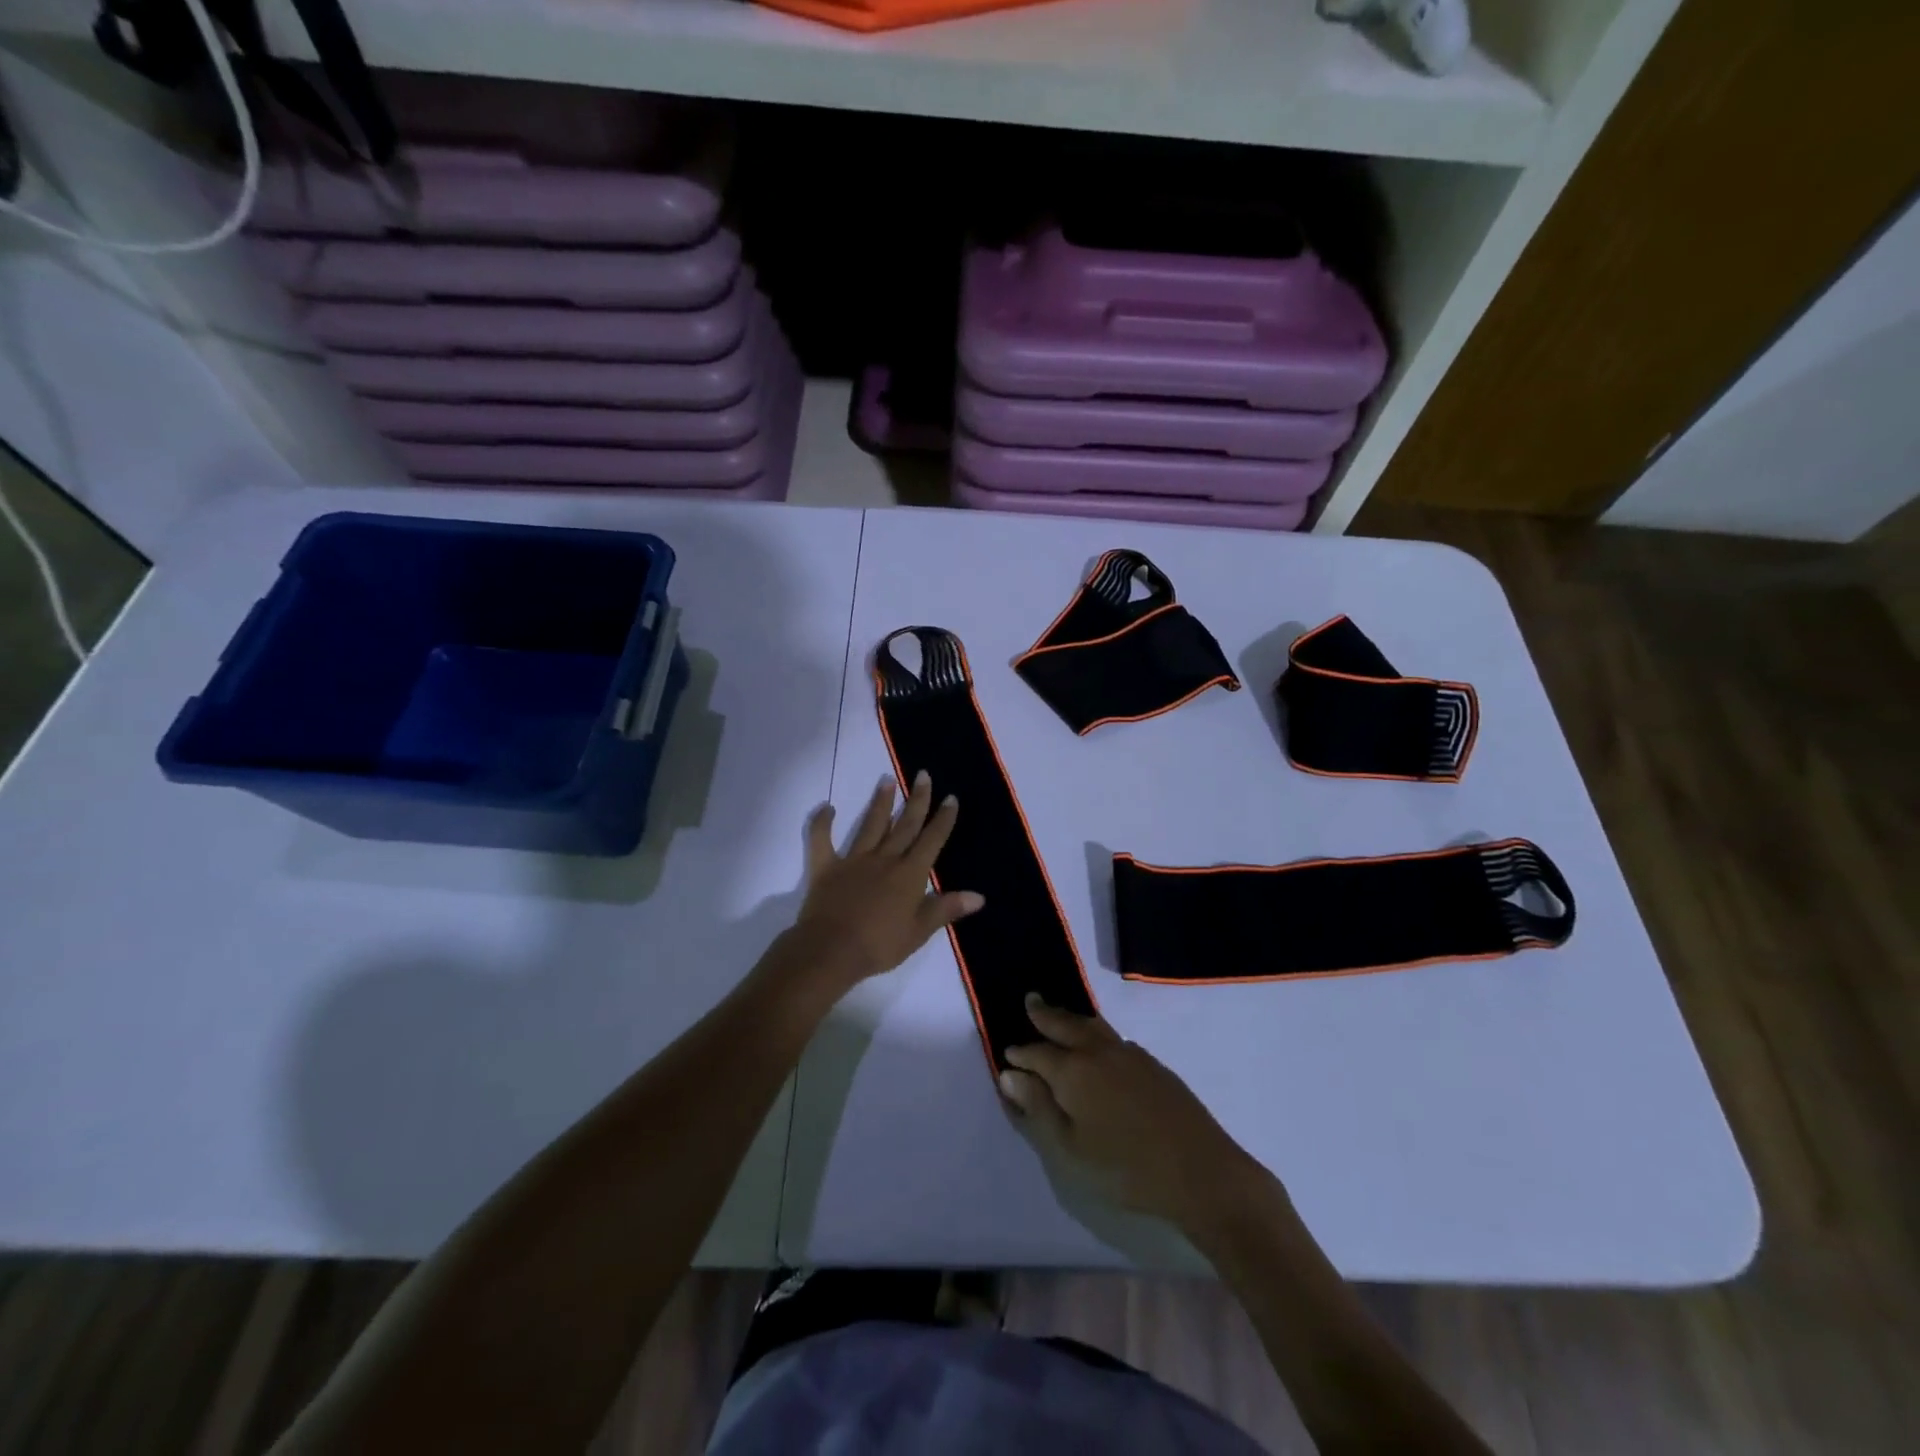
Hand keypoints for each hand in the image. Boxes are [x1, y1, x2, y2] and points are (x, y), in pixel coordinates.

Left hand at [790, 772, 983, 989]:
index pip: (931, 840)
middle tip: (923, 775)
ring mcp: (854, 860)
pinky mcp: (826, 867)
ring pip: (871, 825)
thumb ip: (946, 909)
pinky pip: (822, 840)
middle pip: (905, 825)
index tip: (950, 797)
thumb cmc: (879, 945)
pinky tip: (827, 807)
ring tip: (887, 779)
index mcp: (909, 874)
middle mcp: (885, 859)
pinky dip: (822, 823)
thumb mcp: (919, 932)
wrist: (831, 951)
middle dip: (917, 800)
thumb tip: (979, 896)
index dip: (942, 819)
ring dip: (880, 802)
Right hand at [1000, 996, 1259, 1229]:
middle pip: (1065, 1025)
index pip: (1037, 1053)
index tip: (1006, 1053)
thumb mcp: (1070, 1149)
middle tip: (1030, 1001)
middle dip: (1044, 1014)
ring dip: (1071, 1018)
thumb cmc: (1126, 1168)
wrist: (1201, 1171)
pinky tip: (1099, 1045)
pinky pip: (1113, 1037)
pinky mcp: (1153, 1065)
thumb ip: (1038, 1108)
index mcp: (1073, 1070)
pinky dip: (1096, 1032)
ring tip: (1060, 1014)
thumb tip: (1009, 1074)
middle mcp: (1098, 1052)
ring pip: (1092, 1025)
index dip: (1020, 1054)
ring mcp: (1130, 1054)